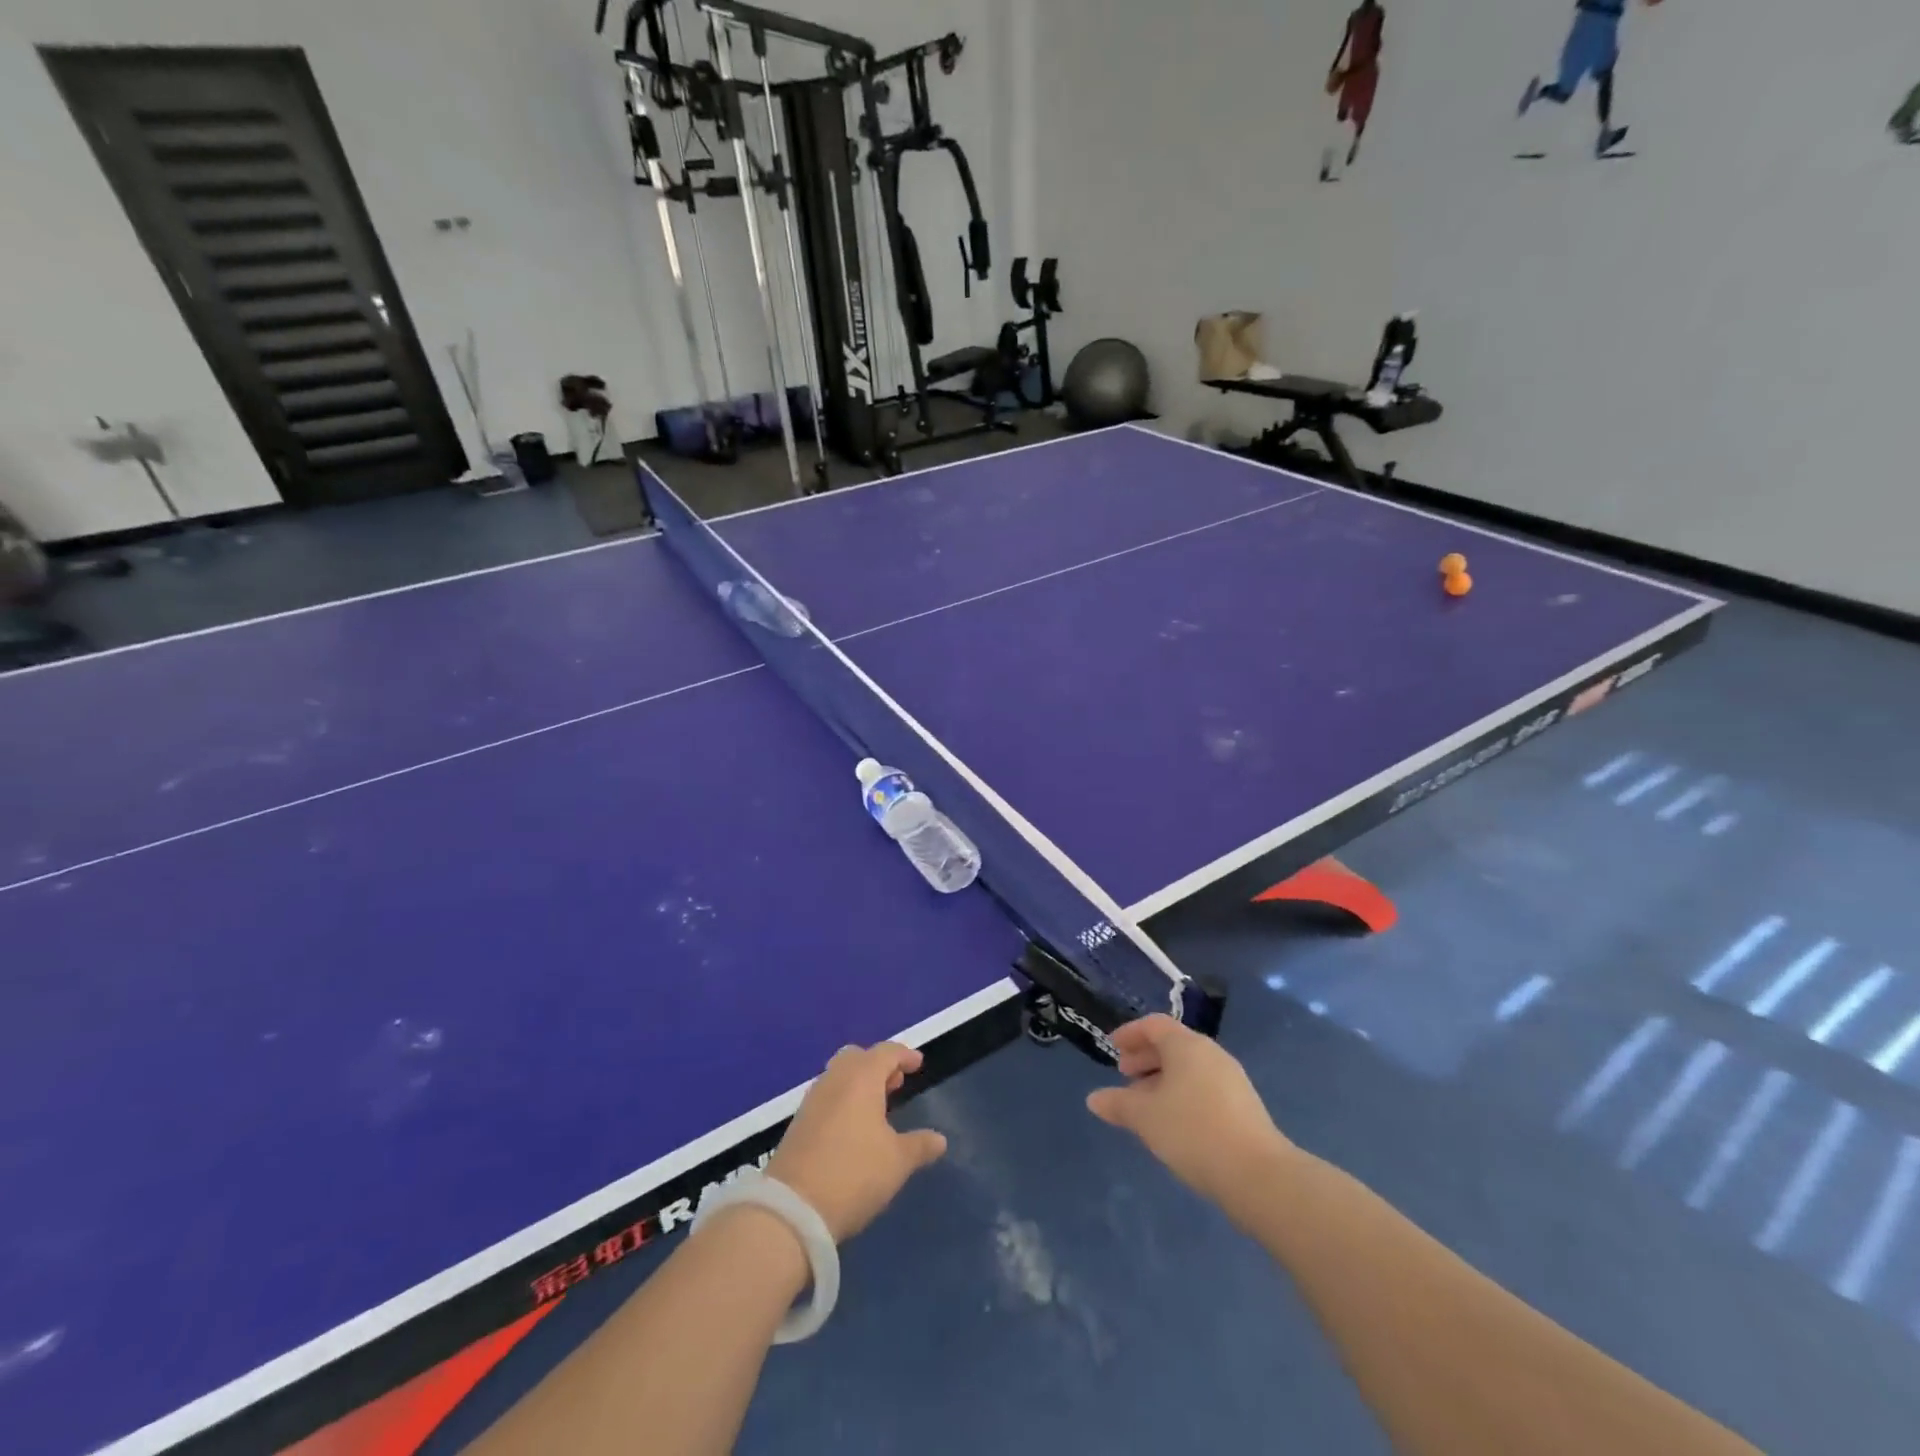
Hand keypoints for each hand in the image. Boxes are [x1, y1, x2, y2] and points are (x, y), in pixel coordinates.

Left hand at [768, 1043, 947, 1242]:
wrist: (792, 1210)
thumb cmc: (854, 1174)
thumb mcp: (897, 1162)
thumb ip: (920, 1146)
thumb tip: (940, 1139)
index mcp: (861, 1078)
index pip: (886, 1052)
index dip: (904, 1055)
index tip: (918, 1064)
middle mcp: (835, 1079)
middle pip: (858, 1057)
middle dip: (878, 1065)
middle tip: (895, 1084)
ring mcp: (812, 1100)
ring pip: (839, 1076)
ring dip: (859, 1083)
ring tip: (877, 1107)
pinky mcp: (798, 1123)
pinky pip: (827, 1097)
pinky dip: (843, 1100)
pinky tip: (853, 1128)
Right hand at [1086, 1016, 1294, 1206]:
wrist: (1258, 1175)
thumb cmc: (1193, 1131)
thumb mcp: (1145, 1117)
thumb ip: (1118, 1103)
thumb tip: (1094, 1099)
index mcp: (1186, 1045)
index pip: (1153, 1025)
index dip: (1130, 1033)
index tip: (1112, 1047)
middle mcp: (1211, 1054)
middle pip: (1172, 1045)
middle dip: (1145, 1058)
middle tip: (1124, 1076)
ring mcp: (1231, 1080)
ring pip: (1188, 1069)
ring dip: (1162, 1079)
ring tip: (1145, 1105)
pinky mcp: (1243, 1106)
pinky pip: (1203, 1088)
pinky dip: (1182, 1095)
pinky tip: (1173, 1123)